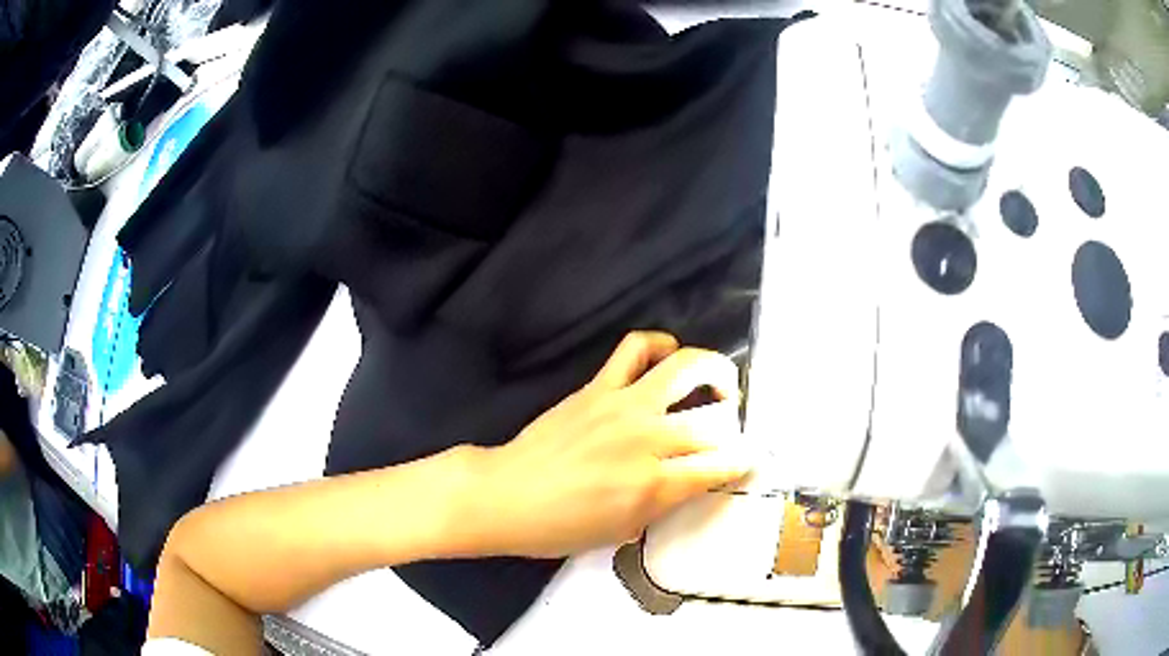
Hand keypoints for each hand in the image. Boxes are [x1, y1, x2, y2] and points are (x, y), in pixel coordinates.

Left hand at [463, 331, 750, 557]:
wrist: (506, 496)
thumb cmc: (561, 527)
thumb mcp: (624, 530)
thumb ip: (665, 503)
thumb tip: (692, 479)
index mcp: (654, 485)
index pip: (719, 466)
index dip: (743, 462)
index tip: (749, 459)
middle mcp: (647, 439)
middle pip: (713, 422)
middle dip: (732, 428)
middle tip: (728, 434)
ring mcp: (622, 405)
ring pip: (686, 369)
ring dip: (716, 372)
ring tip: (721, 385)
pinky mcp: (598, 386)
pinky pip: (635, 347)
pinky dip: (659, 343)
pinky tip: (668, 355)